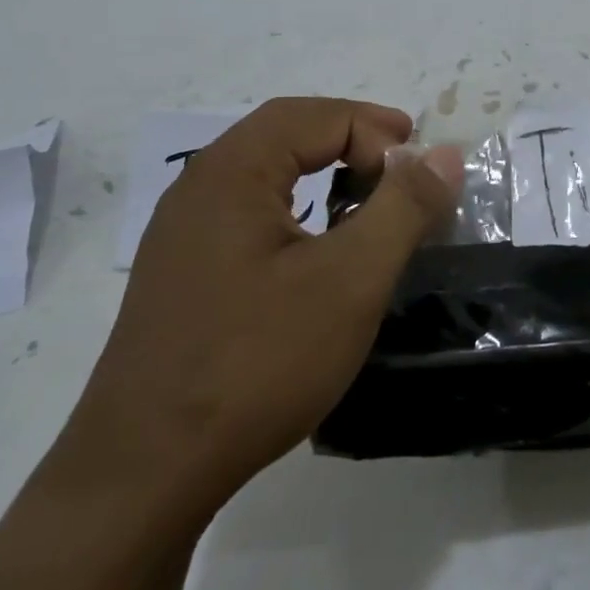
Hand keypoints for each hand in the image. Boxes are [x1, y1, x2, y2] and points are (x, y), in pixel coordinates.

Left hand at [69, 98, 462, 513]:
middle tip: (403, 168)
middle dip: (352, 139)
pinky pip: (248, 211)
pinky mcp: (181, 273)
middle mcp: (199, 186)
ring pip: (266, 172)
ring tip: (368, 199)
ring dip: (323, 170)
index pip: (319, 116)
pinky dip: (296, 207)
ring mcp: (182, 232)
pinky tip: (318, 248)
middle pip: (286, 131)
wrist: (145, 473)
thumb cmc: (256, 362)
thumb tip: (444, 153)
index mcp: (232, 171)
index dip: (379, 133)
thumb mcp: (350, 280)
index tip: (422, 177)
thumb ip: (402, 207)